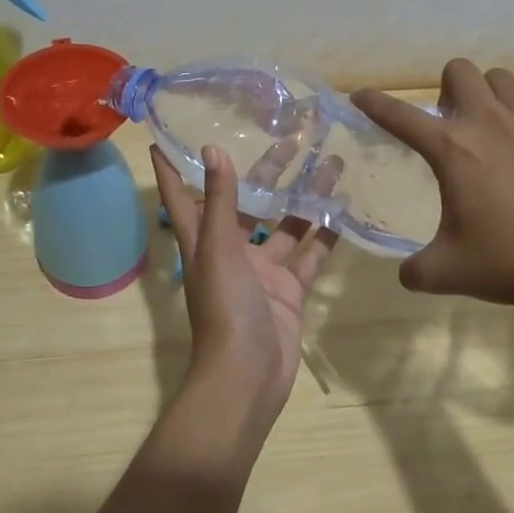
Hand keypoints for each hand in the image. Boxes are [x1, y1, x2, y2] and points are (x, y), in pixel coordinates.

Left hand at [150, 143, 339, 422]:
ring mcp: (263, 271)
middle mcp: (231, 251)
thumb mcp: (218, 249)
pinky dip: (326, 237)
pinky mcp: (290, 290)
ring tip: (331, 165)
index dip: (174, 168)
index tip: (169, 135)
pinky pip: (310, 256)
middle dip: (268, 172)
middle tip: (293, 138)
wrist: (248, 377)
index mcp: (204, 241)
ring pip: (285, 225)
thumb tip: (212, 148)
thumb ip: (220, 200)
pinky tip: (344, 210)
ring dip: (305, 198)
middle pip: (247, 202)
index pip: (182, 196)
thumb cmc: (225, 308)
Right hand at [352, 60, 513, 315]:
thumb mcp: (446, 273)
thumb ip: (415, 269)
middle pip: (459, 71)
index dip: (374, 103)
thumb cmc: (509, 265)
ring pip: (504, 79)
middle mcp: (489, 123)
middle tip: (451, 124)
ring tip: (496, 127)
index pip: (399, 116)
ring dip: (491, 96)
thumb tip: (406, 272)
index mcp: (452, 150)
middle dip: (447, 89)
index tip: (361, 97)